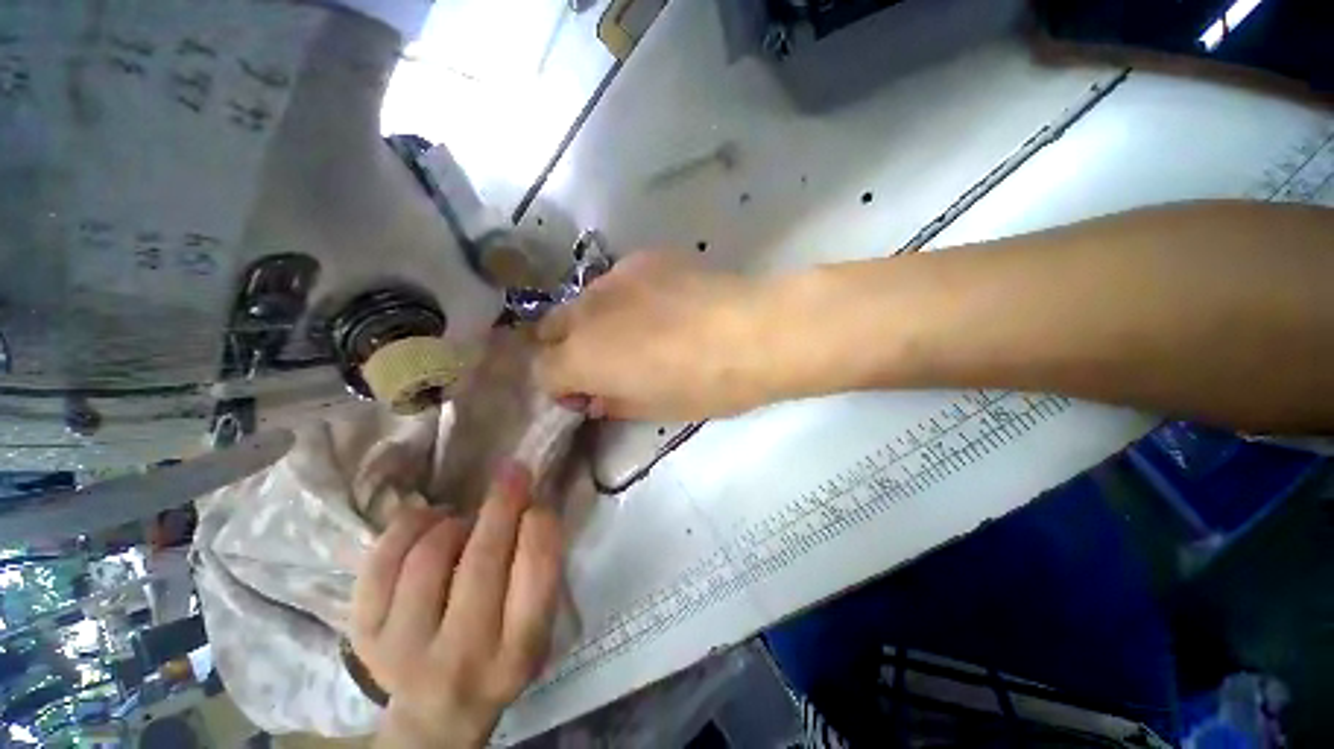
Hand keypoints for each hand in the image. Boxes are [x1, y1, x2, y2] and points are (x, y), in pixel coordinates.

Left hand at [350, 464, 563, 748]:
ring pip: (429, 555)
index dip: (540, 522)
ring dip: (454, 522)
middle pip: (482, 559)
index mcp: (518, 649)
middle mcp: (462, 655)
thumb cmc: (500, 656)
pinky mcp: (364, 636)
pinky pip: (380, 562)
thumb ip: (539, 570)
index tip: (538, 499)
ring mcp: (404, 649)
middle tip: (511, 472)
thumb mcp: (537, 625)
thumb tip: (530, 499)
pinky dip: (407, 527)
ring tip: (462, 520)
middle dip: (502, 503)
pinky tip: (426, 522)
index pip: (535, 569)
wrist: (437, 713)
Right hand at [536, 252, 779, 420]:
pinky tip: (663, 306)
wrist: (754, 333)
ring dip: (595, 323)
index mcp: (580, 357)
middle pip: (550, 329)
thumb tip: (597, 395)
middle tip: (606, 364)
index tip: (591, 396)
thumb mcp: (653, 409)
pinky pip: (618, 282)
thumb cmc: (704, 385)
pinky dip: (625, 299)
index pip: (542, 372)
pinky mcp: (644, 258)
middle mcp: (584, 312)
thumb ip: (612, 402)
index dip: (563, 389)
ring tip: (638, 332)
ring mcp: (614, 277)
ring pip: (582, 302)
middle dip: (567, 350)